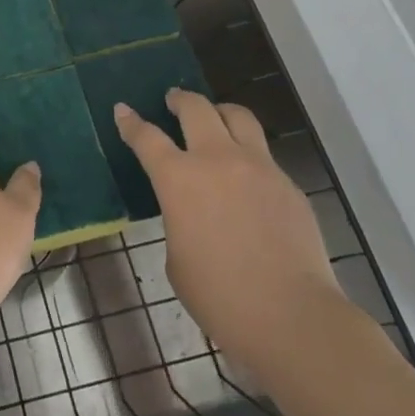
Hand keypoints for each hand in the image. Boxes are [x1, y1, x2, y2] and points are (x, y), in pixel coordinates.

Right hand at [114, 89, 343, 372]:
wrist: (291, 316)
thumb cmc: (219, 295)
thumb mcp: (177, 255)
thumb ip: (179, 218)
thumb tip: (193, 209)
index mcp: (178, 179)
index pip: (146, 137)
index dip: (131, 122)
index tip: (123, 110)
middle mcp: (217, 160)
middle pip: (196, 108)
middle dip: (180, 99)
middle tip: (173, 100)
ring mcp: (259, 168)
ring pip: (238, 116)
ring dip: (220, 112)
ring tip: (215, 118)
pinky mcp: (289, 185)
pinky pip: (264, 155)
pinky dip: (248, 154)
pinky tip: (246, 177)